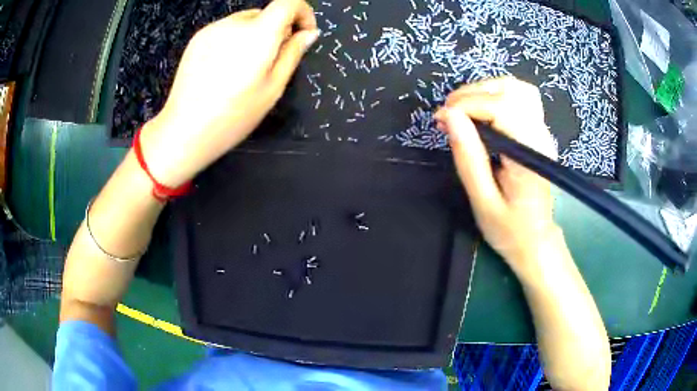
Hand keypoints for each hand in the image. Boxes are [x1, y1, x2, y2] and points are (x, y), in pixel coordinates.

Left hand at [140, 0, 318, 186]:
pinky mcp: (197, 38)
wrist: (184, 130)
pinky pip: (226, 29)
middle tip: (271, 62)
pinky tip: (225, 67)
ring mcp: (212, 29)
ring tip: (244, 68)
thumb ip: (293, 54)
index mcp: (258, 34)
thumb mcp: (273, 88)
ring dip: (254, 35)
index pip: (289, 2)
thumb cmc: (233, 115)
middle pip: (266, 13)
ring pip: (245, 21)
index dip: (303, 13)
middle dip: (277, 30)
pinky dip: (234, 40)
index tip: (303, 34)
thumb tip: (309, 33)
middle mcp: (235, 23)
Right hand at [434, 77, 558, 277]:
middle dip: (472, 95)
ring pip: (516, 87)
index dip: (466, 105)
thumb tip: (449, 116)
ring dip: (483, 90)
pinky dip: (496, 94)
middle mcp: (541, 136)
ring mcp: (543, 131)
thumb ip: (468, 157)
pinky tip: (481, 109)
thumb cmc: (509, 229)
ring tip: (462, 110)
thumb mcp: (482, 200)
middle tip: (448, 115)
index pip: (501, 108)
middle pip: (509, 90)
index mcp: (529, 156)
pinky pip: (520, 96)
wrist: (536, 240)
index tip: (441, 119)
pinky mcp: (539, 131)